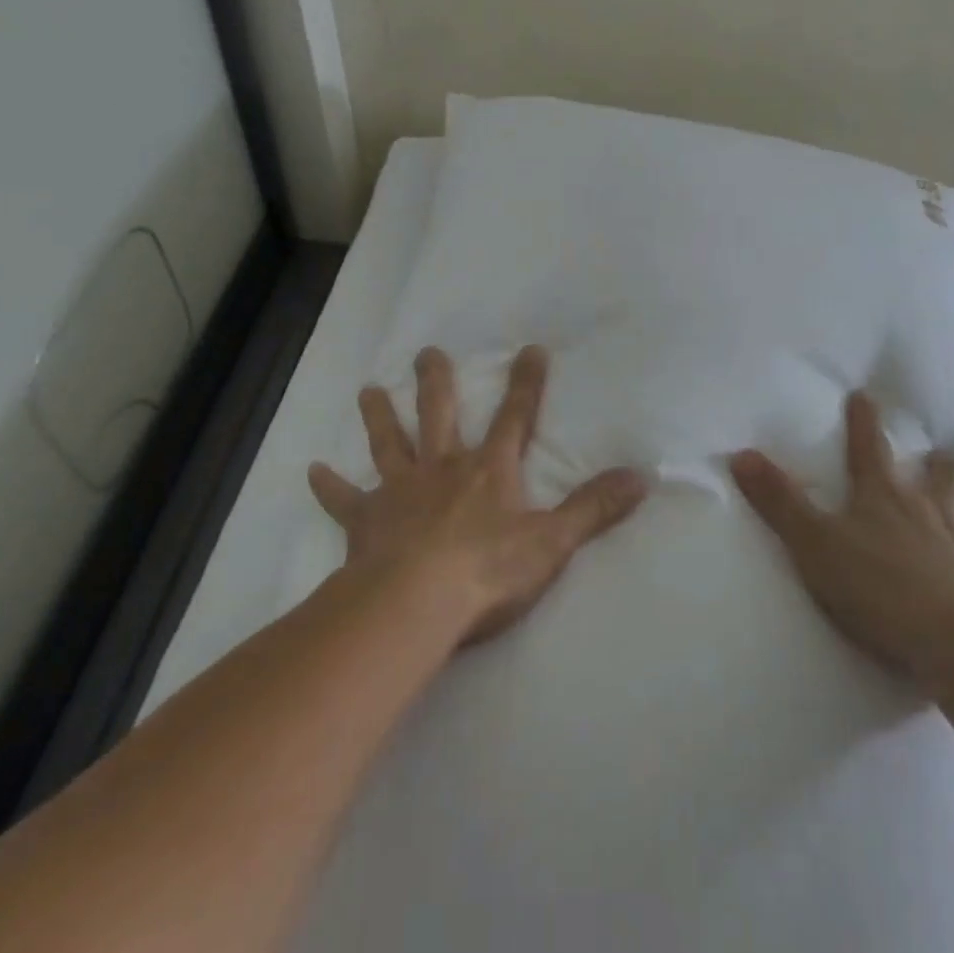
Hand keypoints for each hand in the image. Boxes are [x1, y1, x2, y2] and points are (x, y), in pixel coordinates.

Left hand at [309, 345, 647, 645]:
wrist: (416, 604)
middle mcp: (443, 468)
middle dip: (436, 381)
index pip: (515, 417)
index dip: (526, 383)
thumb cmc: (488, 572)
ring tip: (368, 390)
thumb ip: (595, 508)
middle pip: (439, 414)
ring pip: (389, 444)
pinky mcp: (366, 522)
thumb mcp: (553, 542)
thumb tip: (642, 477)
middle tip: (426, 351)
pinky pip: (344, 501)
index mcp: (488, 471)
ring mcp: (400, 492)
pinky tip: (311, 472)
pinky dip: (329, 488)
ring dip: (379, 417)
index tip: (530, 348)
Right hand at [730, 392, 953, 694]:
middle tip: (940, 454)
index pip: (869, 446)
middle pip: (943, 473)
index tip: (864, 395)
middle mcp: (929, 511)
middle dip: (940, 461)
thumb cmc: (879, 588)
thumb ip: (779, 502)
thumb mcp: (814, 545)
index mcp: (883, 496)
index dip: (863, 420)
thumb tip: (741, 454)